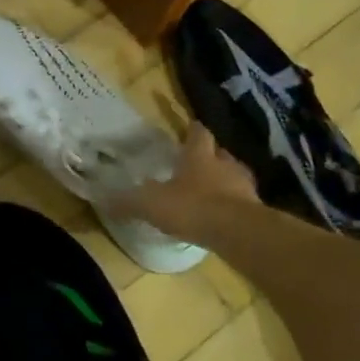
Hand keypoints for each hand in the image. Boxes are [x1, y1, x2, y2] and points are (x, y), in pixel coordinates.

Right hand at [105, 122, 257, 247]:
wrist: (239, 233)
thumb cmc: (193, 208)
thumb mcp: (151, 204)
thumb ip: (128, 201)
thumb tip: (102, 199)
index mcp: (199, 157)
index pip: (198, 134)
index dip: (193, 130)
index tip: (191, 127)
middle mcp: (224, 166)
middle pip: (220, 153)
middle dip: (211, 156)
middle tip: (200, 162)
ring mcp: (245, 188)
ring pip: (235, 176)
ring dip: (226, 180)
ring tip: (213, 190)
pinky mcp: (257, 211)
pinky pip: (244, 202)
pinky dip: (234, 206)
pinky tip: (224, 216)